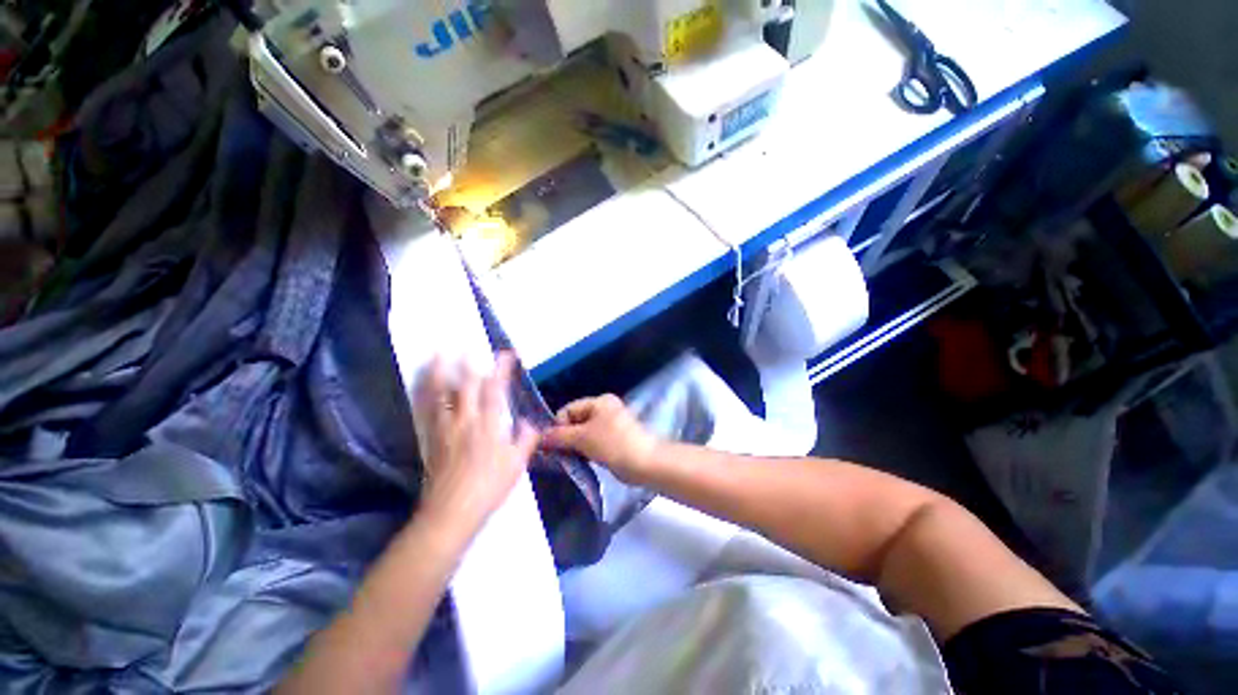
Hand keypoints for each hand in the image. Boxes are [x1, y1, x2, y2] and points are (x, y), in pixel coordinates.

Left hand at [412, 353, 538, 534]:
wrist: (452, 512)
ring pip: (441, 394)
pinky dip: (425, 394)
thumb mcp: (517, 464)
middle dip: (469, 364)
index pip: (496, 390)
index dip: (501, 369)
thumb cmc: (489, 487)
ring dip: (439, 372)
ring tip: (437, 354)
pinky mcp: (431, 439)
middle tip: (468, 346)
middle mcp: (466, 421)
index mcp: (489, 425)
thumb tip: (530, 424)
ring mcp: (445, 428)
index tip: (506, 354)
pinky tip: (424, 386)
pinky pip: (427, 410)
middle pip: (466, 386)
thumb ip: (526, 440)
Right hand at [542, 395, 658, 483]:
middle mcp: (604, 410)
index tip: (552, 445)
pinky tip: (581, 462)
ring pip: (583, 434)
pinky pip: (592, 443)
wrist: (645, 463)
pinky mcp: (613, 441)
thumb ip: (559, 436)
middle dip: (565, 437)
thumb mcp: (583, 438)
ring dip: (574, 446)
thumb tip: (539, 437)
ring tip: (569, 460)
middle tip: (557, 455)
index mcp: (599, 402)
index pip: (568, 409)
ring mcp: (610, 425)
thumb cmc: (613, 444)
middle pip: (575, 421)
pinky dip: (585, 451)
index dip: (558, 426)